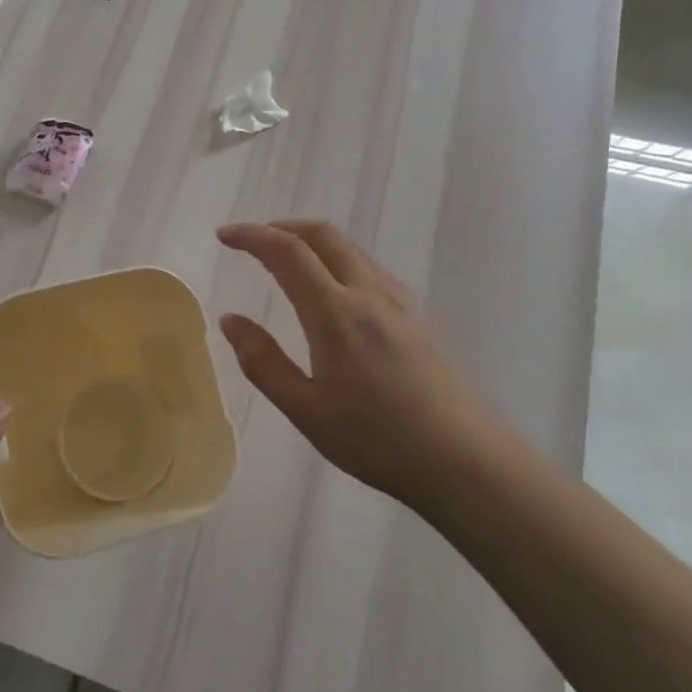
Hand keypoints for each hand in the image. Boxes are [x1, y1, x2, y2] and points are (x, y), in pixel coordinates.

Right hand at [216, 220, 515, 507]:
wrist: (467, 462)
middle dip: (282, 228)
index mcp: (336, 313)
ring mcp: (400, 302)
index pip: (287, 252)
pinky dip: (336, 260)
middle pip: (323, 236)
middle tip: (251, 242)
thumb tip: (230, 320)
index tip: (224, 235)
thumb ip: (263, 362)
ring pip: (350, 249)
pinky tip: (329, 292)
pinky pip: (368, 268)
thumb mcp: (305, 410)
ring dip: (311, 242)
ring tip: (283, 263)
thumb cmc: (377, 440)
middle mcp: (369, 294)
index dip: (252, 235)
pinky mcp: (417, 317)